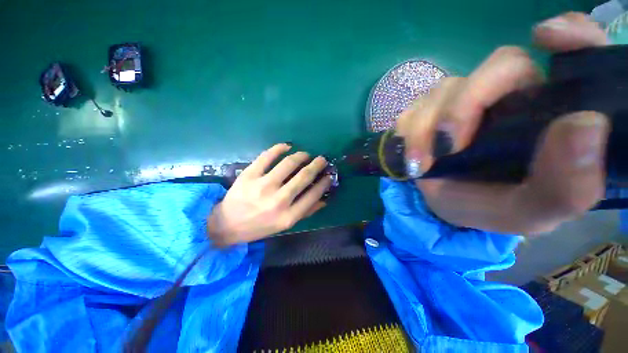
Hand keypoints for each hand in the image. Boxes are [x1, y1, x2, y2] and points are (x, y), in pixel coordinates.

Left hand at [207, 143, 331, 245]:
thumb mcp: (284, 225)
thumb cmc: (260, 226)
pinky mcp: (249, 175)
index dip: (324, 182)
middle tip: (322, 159)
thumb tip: (324, 198)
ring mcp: (262, 186)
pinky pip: (267, 156)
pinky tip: (287, 146)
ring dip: (301, 155)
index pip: (313, 195)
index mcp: (288, 216)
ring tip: (305, 154)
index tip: (329, 175)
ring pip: (288, 163)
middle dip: (317, 165)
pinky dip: (279, 148)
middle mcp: (278, 201)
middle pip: (304, 176)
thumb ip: (305, 212)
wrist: (227, 224)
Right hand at [397, 12, 609, 234]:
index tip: (546, 37)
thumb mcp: (530, 211)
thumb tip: (585, 125)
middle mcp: (513, 95)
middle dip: (464, 106)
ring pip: (445, 90)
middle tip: (447, 147)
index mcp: (552, 113)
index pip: (578, 54)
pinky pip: (414, 109)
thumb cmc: (490, 207)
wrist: (443, 204)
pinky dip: (408, 134)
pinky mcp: (430, 110)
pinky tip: (413, 156)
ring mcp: (465, 99)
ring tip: (421, 165)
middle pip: (497, 66)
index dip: (570, 35)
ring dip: (425, 129)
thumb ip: (565, 185)